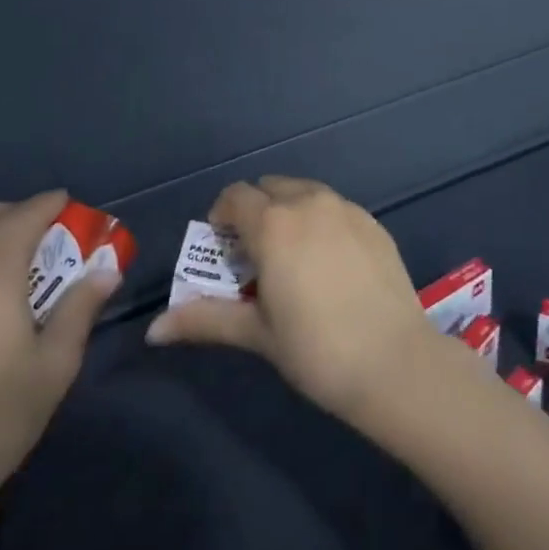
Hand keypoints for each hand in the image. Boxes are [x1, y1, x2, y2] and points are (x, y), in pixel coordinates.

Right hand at [145, 177, 438, 426]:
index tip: (223, 248)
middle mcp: (310, 202)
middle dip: (256, 212)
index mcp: (274, 223)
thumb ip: (205, 319)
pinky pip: (337, 208)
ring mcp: (347, 209)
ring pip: (306, 192)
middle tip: (256, 255)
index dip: (222, 216)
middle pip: (270, 188)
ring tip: (293, 257)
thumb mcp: (257, 333)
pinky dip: (322, 221)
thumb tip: (153, 329)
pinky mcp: (374, 223)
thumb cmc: (316, 349)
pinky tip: (330, 263)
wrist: (394, 361)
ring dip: (290, 211)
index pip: (235, 196)